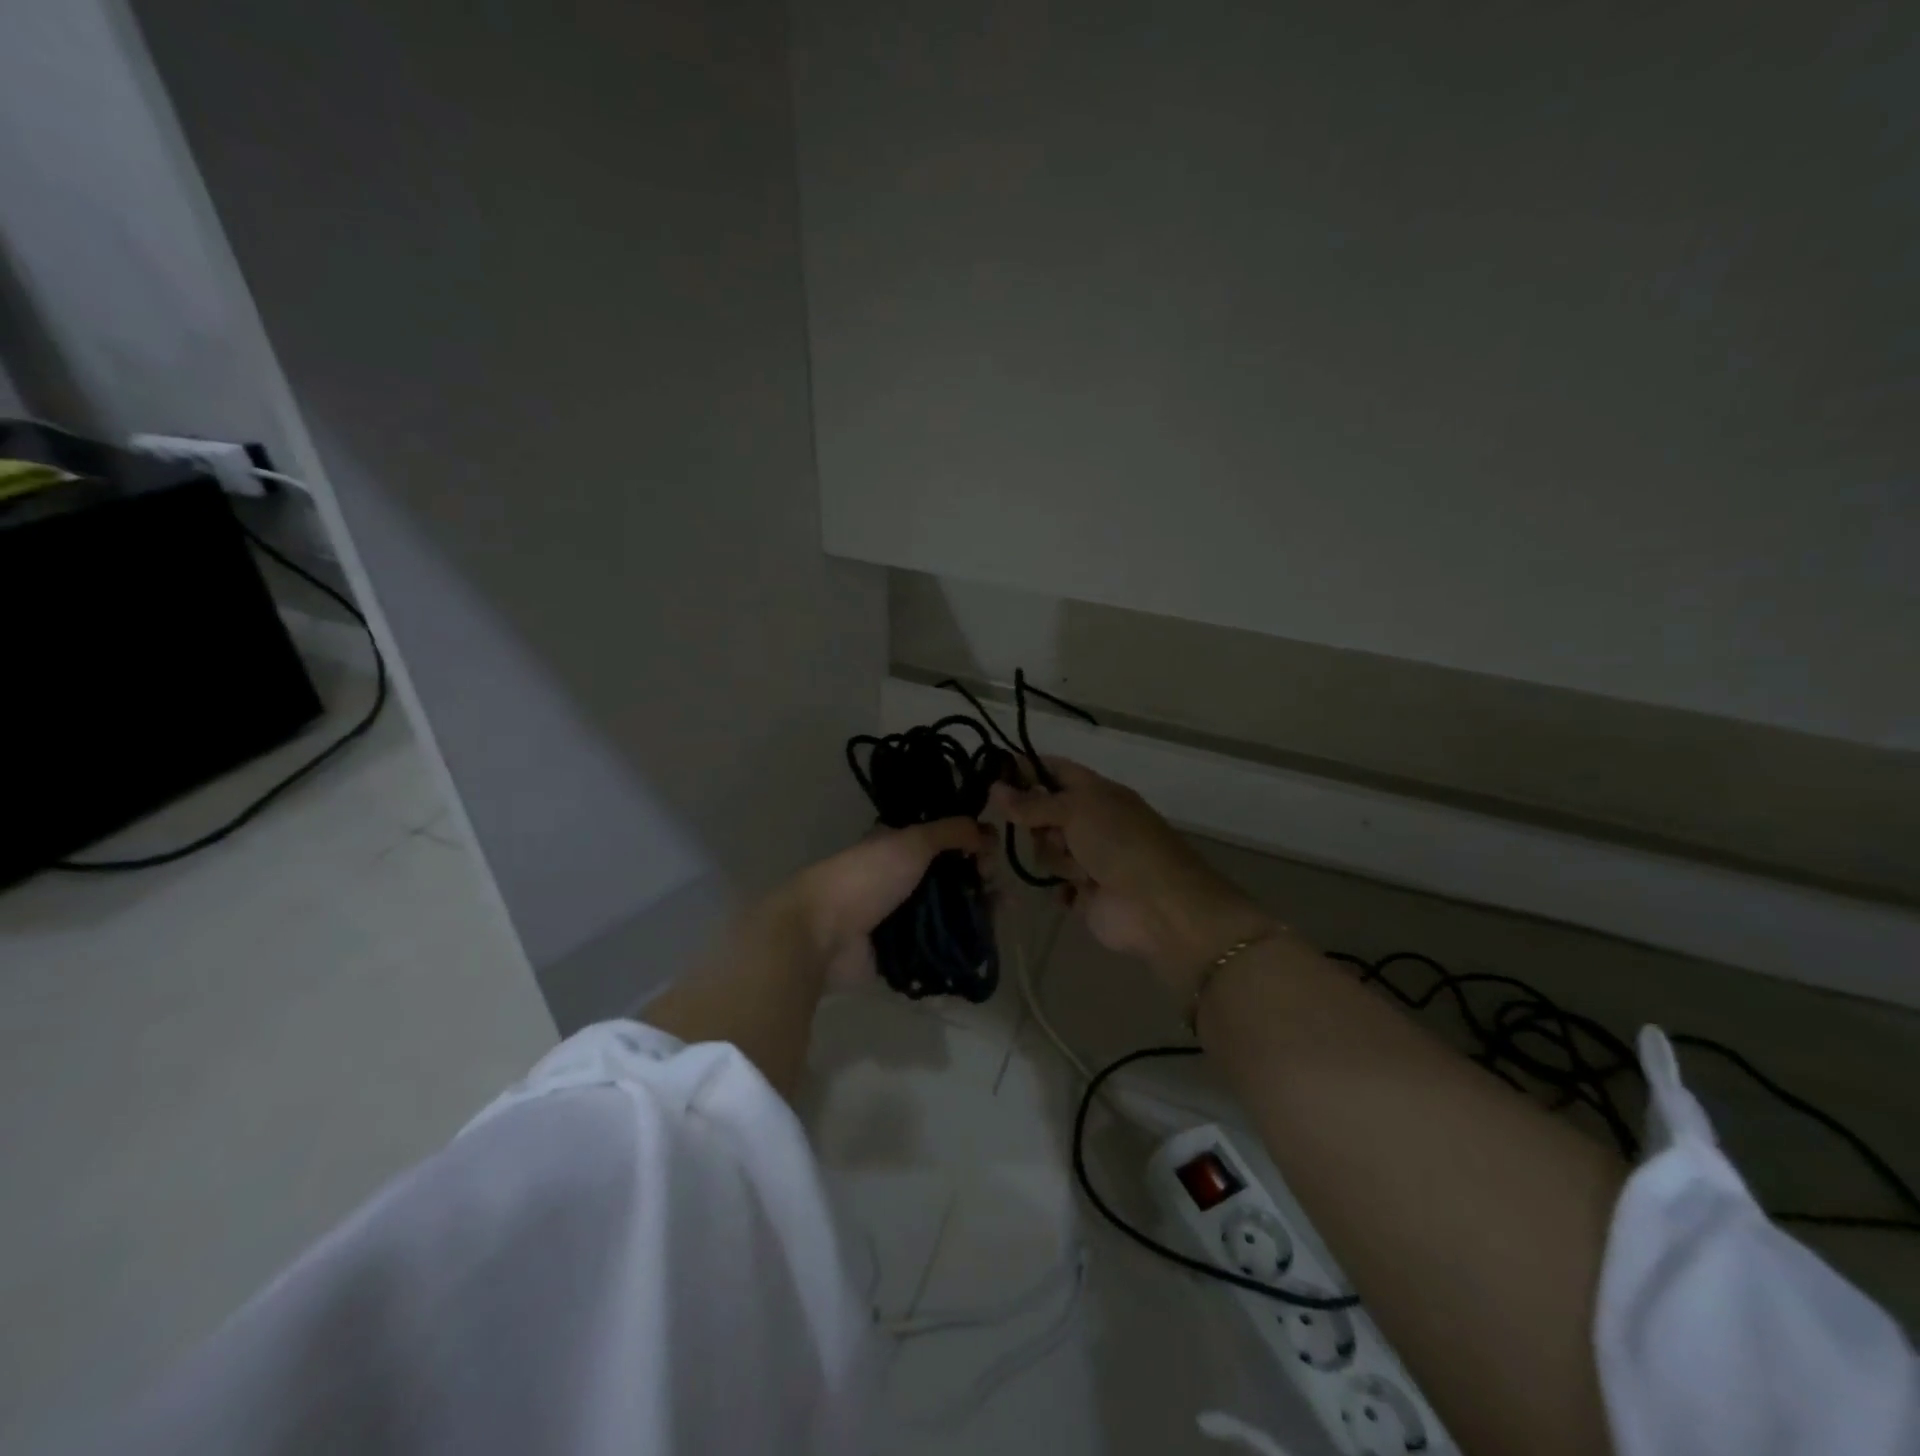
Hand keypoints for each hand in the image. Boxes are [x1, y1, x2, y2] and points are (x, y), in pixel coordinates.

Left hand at [787, 818, 993, 989]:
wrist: (821, 934)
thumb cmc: (866, 878)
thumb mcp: (911, 842)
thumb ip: (951, 831)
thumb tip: (988, 830)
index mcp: (900, 847)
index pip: (946, 841)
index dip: (972, 844)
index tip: (991, 853)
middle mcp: (903, 880)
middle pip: (952, 878)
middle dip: (980, 880)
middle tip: (1001, 888)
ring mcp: (902, 918)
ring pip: (951, 912)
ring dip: (978, 911)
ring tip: (1004, 913)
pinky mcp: (903, 953)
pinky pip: (941, 946)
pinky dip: (963, 943)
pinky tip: (987, 940)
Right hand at [990, 760, 1276, 996]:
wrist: (1157, 905)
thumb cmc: (1120, 843)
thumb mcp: (1076, 810)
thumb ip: (1033, 803)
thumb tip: (994, 788)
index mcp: (1096, 792)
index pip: (1054, 770)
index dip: (1026, 769)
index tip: (992, 774)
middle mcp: (1090, 821)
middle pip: (1043, 813)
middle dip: (1039, 824)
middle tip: (1052, 834)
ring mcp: (1088, 858)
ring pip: (1046, 850)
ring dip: (1058, 859)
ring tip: (1081, 871)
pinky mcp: (1085, 893)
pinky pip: (1056, 885)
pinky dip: (1063, 888)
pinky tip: (1077, 891)